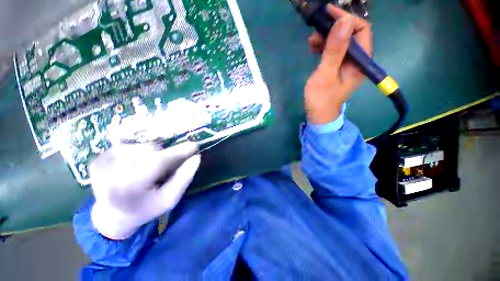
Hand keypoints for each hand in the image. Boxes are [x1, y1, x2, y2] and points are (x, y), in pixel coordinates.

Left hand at [89, 142, 200, 239]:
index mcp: (128, 188)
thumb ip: (184, 178)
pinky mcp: (98, 158)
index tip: (195, 146)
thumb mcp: (170, 199)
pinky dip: (140, 153)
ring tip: (149, 170)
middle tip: (164, 170)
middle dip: (165, 156)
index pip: (158, 162)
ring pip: (142, 147)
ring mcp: (101, 164)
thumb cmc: (145, 209)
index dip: (178, 152)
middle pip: (150, 151)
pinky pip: (131, 146)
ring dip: (153, 155)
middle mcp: (110, 173)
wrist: (112, 215)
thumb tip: (196, 158)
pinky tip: (137, 166)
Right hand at [305, 4, 372, 123]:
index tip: (328, 14)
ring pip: (341, 42)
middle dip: (334, 28)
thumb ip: (335, 50)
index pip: (362, 30)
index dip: (346, 19)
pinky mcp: (338, 68)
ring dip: (327, 37)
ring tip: (311, 42)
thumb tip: (344, 21)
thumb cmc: (321, 99)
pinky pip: (335, 51)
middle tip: (315, 31)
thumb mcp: (325, 75)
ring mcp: (348, 64)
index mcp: (360, 62)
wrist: (319, 116)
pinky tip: (314, 48)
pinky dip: (324, 46)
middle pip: (351, 34)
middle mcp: (357, 60)